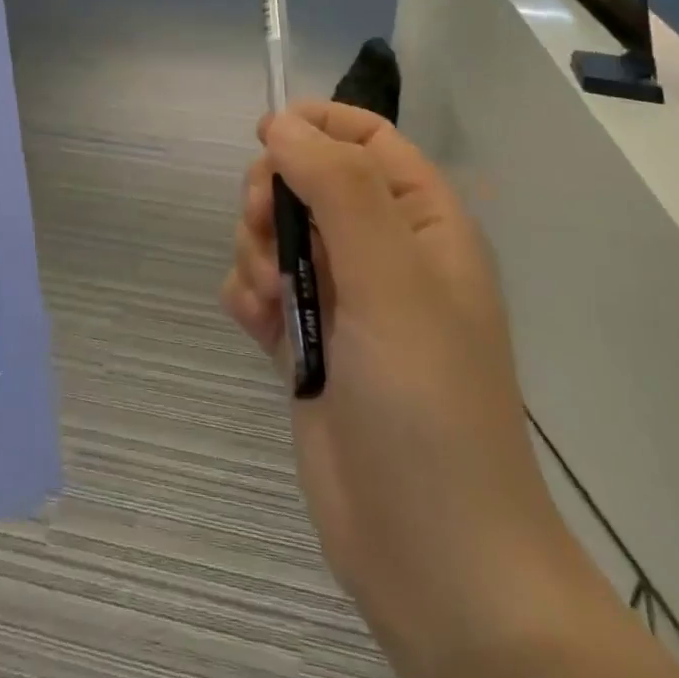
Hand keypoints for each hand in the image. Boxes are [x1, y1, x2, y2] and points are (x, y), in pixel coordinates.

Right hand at [222, 103, 678, 677]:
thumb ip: (337, 189)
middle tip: (266, 232)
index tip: (263, 137)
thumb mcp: (391, 280)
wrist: (430, 556)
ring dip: (257, 254)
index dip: (314, 125)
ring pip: (276, 233)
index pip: (365, 137)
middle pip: (307, 179)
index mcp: (421, 221)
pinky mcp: (308, 340)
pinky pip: (258, 286)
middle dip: (274, 198)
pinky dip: (248, 297)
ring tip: (272, 302)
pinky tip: (260, 331)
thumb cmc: (426, 402)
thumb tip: (281, 122)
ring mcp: (343, 297)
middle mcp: (382, 250)